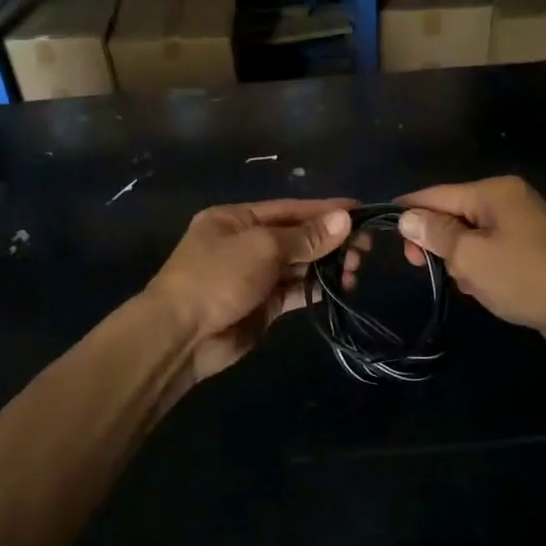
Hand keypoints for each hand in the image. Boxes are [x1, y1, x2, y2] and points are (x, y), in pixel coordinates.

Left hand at [146, 198, 355, 384]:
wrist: (181, 336)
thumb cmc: (217, 277)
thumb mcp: (262, 248)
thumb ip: (305, 236)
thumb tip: (344, 220)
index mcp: (237, 219)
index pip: (290, 209)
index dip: (325, 210)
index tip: (360, 212)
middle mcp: (246, 243)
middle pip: (297, 236)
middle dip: (330, 241)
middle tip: (364, 249)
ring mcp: (254, 275)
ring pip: (299, 264)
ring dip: (327, 265)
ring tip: (356, 270)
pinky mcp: (262, 305)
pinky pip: (295, 290)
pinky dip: (316, 288)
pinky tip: (340, 287)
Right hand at [397, 177, 545, 353]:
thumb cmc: (526, 278)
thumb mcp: (471, 257)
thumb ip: (436, 234)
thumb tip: (407, 216)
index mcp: (493, 192)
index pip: (436, 194)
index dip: (408, 210)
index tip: (383, 230)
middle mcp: (508, 200)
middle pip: (453, 213)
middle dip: (436, 240)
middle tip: (418, 266)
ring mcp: (522, 224)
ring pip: (471, 235)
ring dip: (459, 259)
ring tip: (463, 283)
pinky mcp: (532, 248)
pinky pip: (491, 250)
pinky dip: (480, 267)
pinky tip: (481, 290)